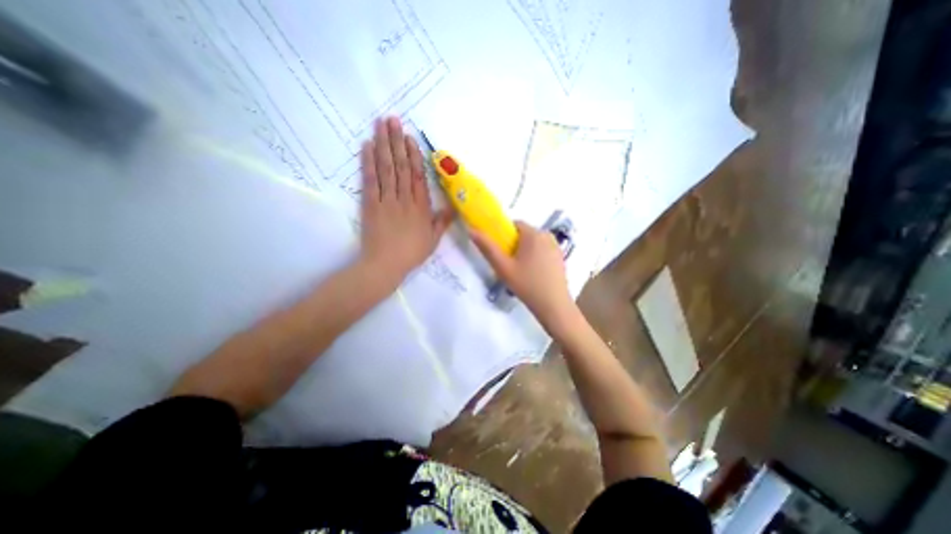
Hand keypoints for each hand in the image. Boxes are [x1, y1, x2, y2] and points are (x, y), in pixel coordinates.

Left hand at [360, 117, 457, 282]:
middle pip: (401, 166)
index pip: (418, 176)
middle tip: (392, 119)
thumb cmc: (412, 253)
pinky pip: (370, 180)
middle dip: (396, 141)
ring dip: (383, 145)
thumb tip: (454, 207)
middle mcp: (404, 198)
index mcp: (420, 207)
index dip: (414, 155)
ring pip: (386, 168)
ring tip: (380, 125)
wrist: (386, 264)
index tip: (409, 138)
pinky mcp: (370, 204)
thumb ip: (442, 222)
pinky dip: (368, 162)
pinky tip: (366, 146)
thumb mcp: (433, 240)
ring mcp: (386, 200)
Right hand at [470, 219, 575, 327]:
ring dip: (525, 251)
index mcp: (533, 234)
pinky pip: (543, 250)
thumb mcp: (503, 267)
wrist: (554, 306)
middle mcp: (547, 235)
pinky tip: (533, 274)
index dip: (504, 235)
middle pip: (525, 233)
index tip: (500, 251)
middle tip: (508, 264)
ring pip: (534, 243)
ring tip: (520, 271)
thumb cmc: (527, 285)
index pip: (514, 224)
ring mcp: (556, 246)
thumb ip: (487, 248)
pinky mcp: (560, 257)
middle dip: (514, 244)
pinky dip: (536, 256)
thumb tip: (472, 231)